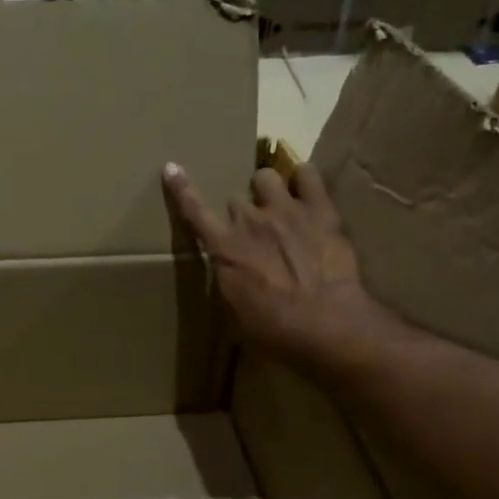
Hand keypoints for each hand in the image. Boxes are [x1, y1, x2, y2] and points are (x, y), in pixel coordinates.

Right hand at [164, 159, 414, 381]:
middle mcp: (249, 220)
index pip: (194, 211)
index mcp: (224, 248)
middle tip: (255, 232)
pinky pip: (308, 175)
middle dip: (241, 213)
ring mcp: (285, 210)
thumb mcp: (235, 312)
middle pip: (235, 200)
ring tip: (279, 204)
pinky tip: (305, 189)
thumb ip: (227, 280)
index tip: (172, 168)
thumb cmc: (273, 330)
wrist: (325, 324)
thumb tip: (228, 270)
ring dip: (268, 189)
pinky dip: (303, 179)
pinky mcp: (320, 210)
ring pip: (265, 177)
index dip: (181, 189)